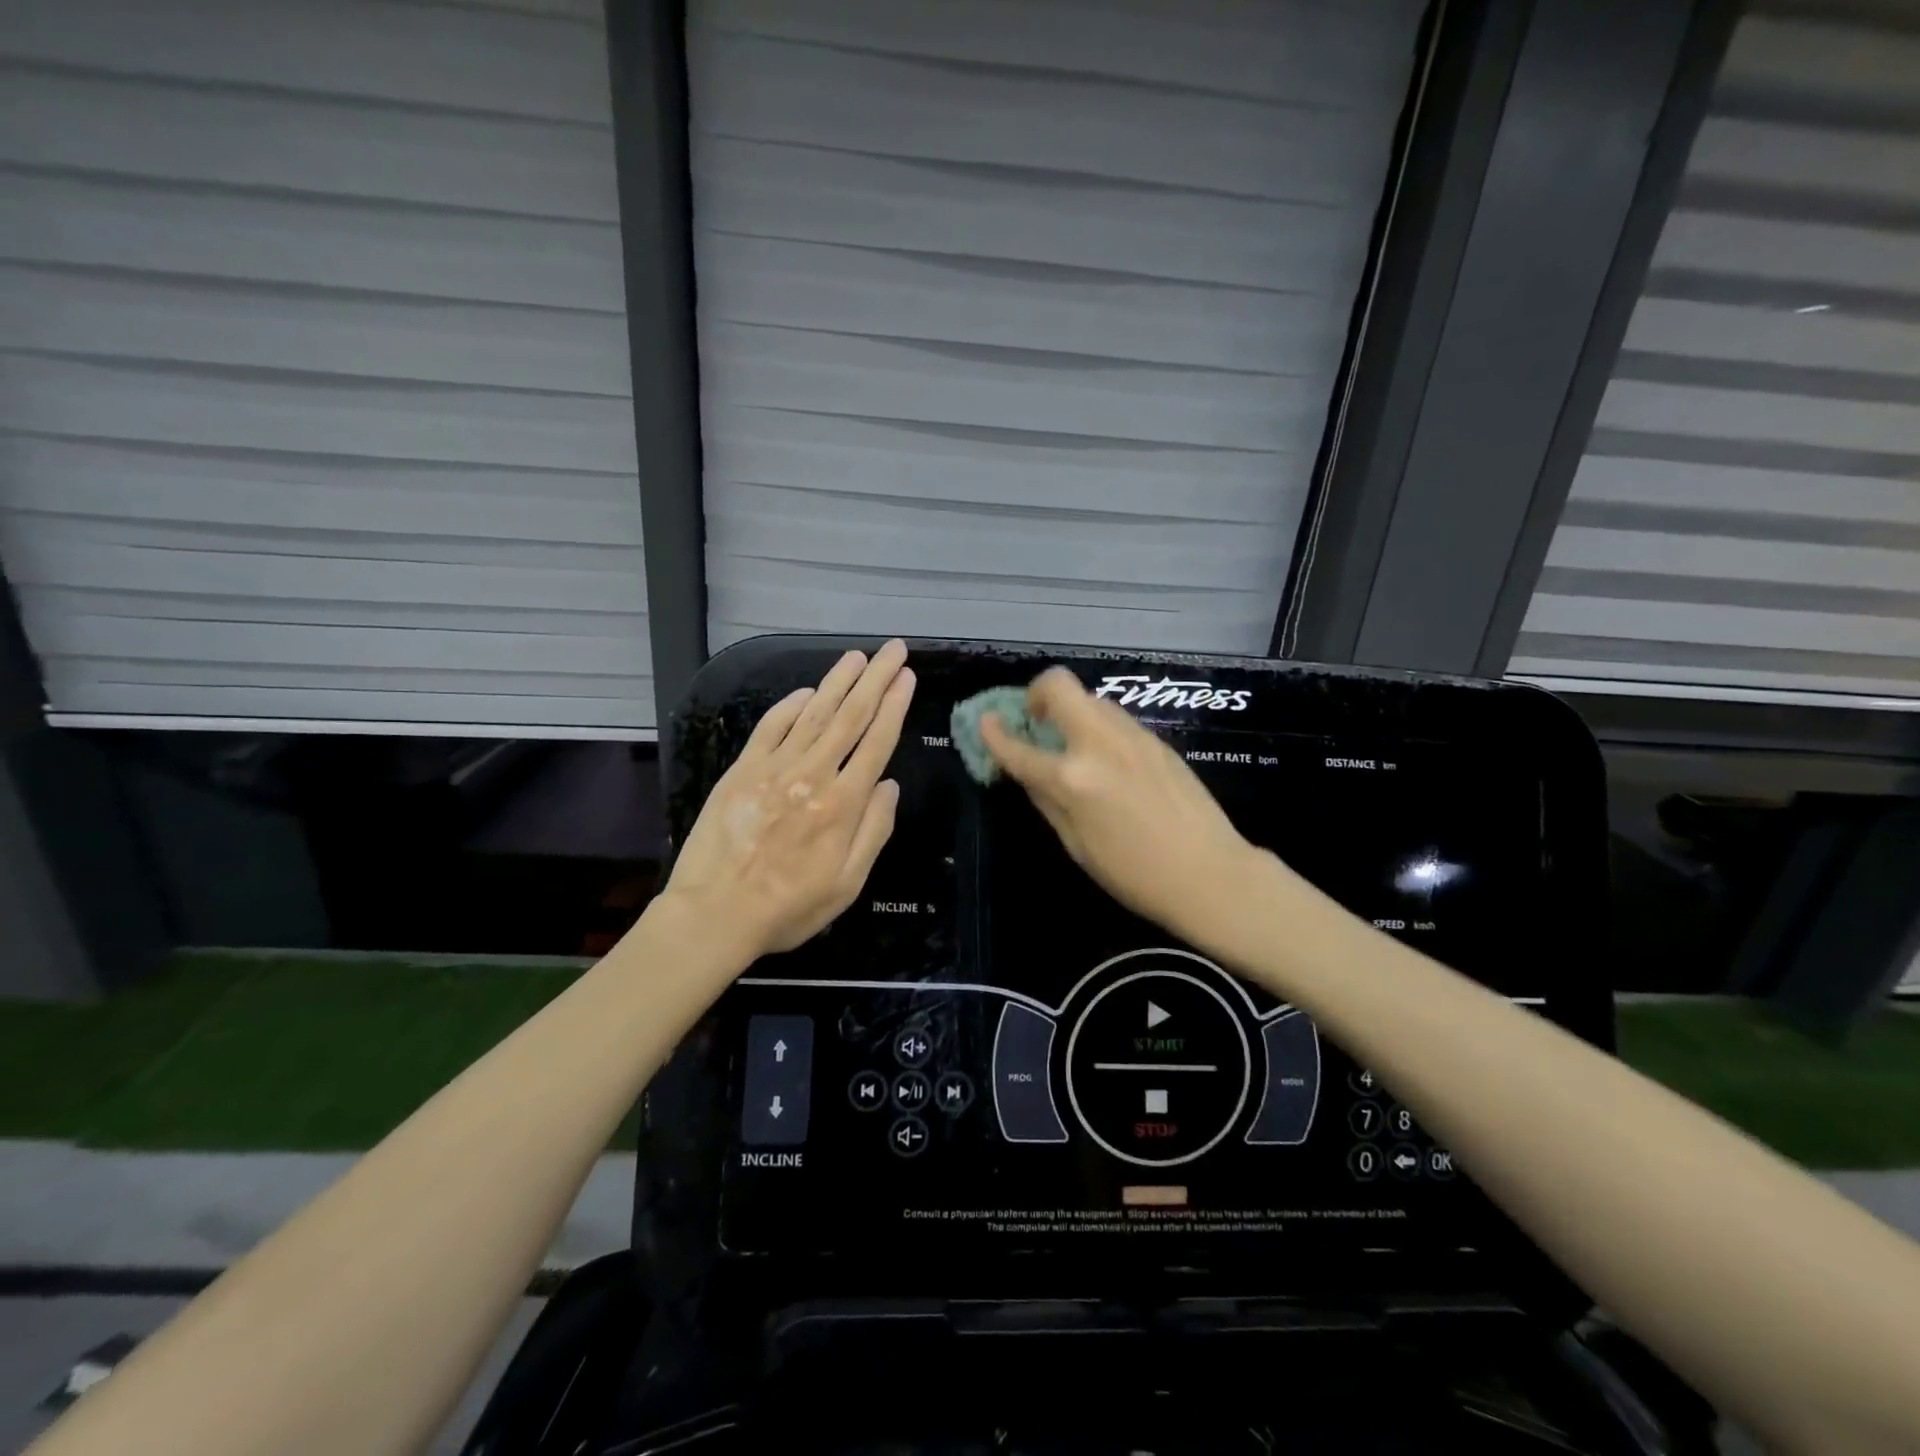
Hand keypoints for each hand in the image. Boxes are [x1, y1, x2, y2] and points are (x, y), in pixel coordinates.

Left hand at [664, 642, 914, 959]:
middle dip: (874, 679)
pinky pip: (770, 728)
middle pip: (850, 717)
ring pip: (813, 714)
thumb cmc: (788, 908)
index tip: (907, 678)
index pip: (876, 743)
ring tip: (857, 657)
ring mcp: (774, 769)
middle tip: (892, 649)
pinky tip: (807, 691)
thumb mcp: (848, 884)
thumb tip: (890, 785)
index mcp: (843, 805)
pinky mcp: (742, 771)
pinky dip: (790, 706)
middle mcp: (812, 776)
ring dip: (837, 682)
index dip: (895, 706)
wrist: (714, 914)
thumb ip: (874, 831)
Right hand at [981, 667, 1257, 941]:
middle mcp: (1099, 744)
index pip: (1019, 748)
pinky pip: (1115, 720)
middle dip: (1037, 693)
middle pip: (1060, 686)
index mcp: (1073, 779)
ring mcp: (1132, 736)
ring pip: (1090, 699)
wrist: (1210, 873)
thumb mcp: (1077, 845)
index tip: (984, 722)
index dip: (994, 734)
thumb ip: (1047, 801)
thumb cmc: (1134, 874)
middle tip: (1036, 720)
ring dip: (1071, 711)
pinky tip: (1106, 760)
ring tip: (1071, 743)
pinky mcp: (1157, 740)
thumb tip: (1028, 773)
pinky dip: (1097, 727)